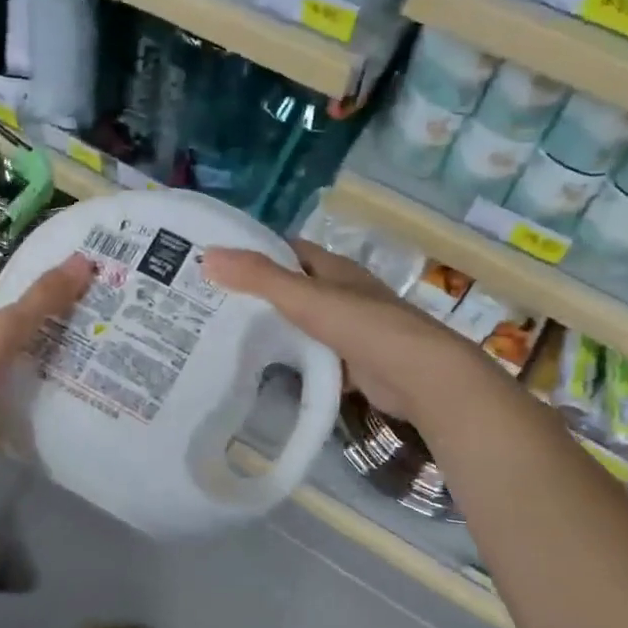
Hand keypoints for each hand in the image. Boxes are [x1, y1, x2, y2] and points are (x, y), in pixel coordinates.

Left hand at [0, 255, 94, 462]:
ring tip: (83, 371)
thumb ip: (44, 298)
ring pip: (8, 368)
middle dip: (43, 330)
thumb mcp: (7, 326)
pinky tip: (56, 411)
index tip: (71, 289)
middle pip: (8, 328)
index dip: (33, 284)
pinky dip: (24, 410)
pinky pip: (4, 406)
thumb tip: (84, 260)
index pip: (2, 287)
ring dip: (36, 371)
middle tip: (89, 332)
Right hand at [203, 240, 488, 423]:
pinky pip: (312, 355)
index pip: (287, 250)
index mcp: (334, 269)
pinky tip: (263, 370)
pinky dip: (291, 360)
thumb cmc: (363, 326)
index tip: (215, 264)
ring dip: (272, 329)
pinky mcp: (351, 362)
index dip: (253, 252)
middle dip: (256, 295)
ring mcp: (349, 329)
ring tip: (225, 338)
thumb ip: (259, 278)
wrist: (419, 376)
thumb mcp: (305, 298)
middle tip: (210, 305)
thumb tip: (208, 255)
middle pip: (292, 288)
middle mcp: (342, 293)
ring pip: (301, 324)